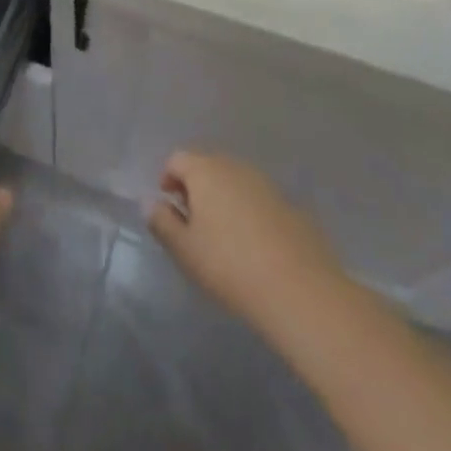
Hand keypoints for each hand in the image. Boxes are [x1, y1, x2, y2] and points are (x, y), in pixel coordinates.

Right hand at [146, 150, 341, 334]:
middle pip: (207, 166)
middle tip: (193, 223)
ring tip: (223, 236)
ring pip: (235, 182)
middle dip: (196, 188)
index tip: (169, 208)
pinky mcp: (291, 206)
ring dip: (223, 199)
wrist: (300, 291)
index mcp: (205, 171)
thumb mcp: (184, 250)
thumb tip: (150, 202)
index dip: (167, 179)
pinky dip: (249, 213)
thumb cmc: (230, 267)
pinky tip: (254, 246)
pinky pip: (259, 200)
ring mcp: (266, 184)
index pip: (177, 159)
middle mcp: (235, 167)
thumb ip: (161, 222)